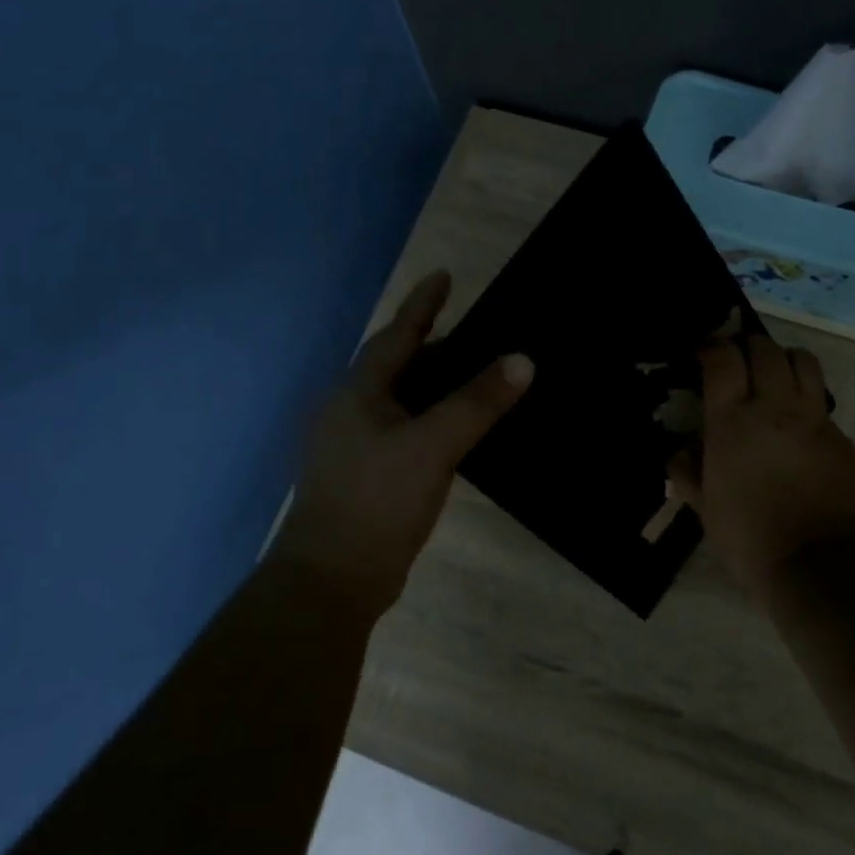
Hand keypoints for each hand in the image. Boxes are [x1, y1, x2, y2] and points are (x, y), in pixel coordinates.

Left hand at [272, 270, 532, 618]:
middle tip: (478, 337)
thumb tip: (522, 360)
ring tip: (475, 378)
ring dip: (435, 387)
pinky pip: (405, 431)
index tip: (445, 275)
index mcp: (358, 393)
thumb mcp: (432, 446)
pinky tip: (456, 431)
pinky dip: (432, 421)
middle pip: (398, 367)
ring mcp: (355, 447)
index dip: (422, 305)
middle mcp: (350, 412)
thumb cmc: (377, 500)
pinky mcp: (367, 476)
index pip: (396, 335)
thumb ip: (476, 403)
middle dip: (434, 348)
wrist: (332, 578)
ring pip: (402, 401)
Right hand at [670, 334, 854, 606]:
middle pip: (765, 348)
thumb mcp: (705, 509)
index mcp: (732, 423)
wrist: (821, 566)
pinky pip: (820, 402)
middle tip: (738, 360)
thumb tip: (681, 452)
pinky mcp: (841, 437)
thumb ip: (688, 473)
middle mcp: (774, 408)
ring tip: (773, 376)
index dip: (712, 347)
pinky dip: (805, 400)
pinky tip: (796, 426)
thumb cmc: (750, 539)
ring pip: (802, 361)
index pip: (723, 359)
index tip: (704, 353)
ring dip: (783, 359)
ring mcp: (813, 420)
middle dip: (747, 345)